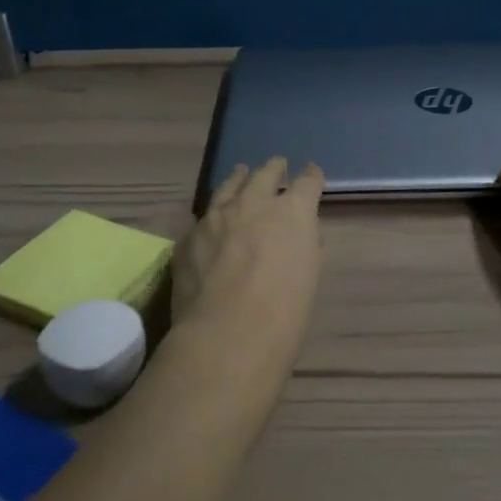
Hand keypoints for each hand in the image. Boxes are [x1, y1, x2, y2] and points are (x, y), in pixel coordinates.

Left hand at [172, 158, 326, 357]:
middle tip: (277, 165)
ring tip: (241, 172)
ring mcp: (216, 216)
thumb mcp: (308, 277)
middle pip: (265, 174)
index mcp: (292, 212)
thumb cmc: (283, 314)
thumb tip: (299, 236)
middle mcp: (254, 202)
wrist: (226, 335)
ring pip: (229, 187)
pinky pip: (204, 219)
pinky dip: (213, 217)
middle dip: (273, 168)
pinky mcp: (189, 236)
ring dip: (238, 179)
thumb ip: (304, 247)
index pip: (307, 182)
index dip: (311, 176)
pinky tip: (211, 223)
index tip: (311, 173)